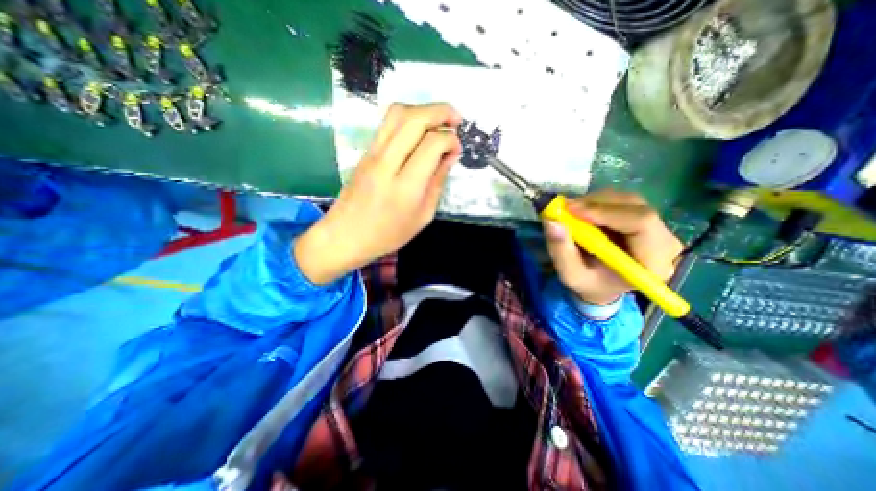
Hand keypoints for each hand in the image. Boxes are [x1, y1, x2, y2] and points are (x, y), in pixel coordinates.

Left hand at [294, 104, 459, 283]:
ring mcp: (372, 154)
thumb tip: (450, 155)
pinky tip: (419, 130)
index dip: (450, 140)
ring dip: (423, 109)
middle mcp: (387, 163)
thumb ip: (437, 182)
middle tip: (456, 119)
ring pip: (397, 113)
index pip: (432, 144)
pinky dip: (408, 118)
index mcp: (405, 186)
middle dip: (441, 111)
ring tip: (439, 119)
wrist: (345, 236)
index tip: (457, 150)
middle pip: (414, 119)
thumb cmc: (388, 234)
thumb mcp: (423, 216)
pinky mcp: (365, 152)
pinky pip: (387, 124)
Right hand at [542, 189, 684, 303]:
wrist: (602, 285)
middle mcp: (664, 242)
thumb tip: (552, 221)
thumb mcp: (570, 274)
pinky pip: (622, 201)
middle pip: (634, 206)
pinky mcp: (646, 219)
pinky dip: (598, 202)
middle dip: (595, 204)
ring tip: (571, 213)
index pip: (641, 222)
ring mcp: (658, 228)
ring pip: (627, 200)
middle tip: (565, 208)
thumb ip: (561, 251)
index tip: (571, 210)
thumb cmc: (589, 284)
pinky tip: (583, 213)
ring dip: (594, 201)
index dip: (605, 211)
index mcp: (653, 263)